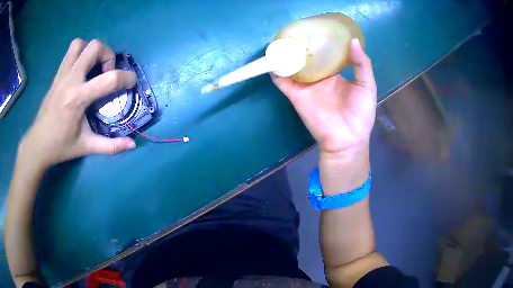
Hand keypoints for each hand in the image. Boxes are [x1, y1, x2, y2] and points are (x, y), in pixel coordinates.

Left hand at [19, 39, 136, 169]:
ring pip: (80, 44)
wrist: (37, 144)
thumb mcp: (86, 147)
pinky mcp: (57, 75)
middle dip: (107, 55)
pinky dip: (80, 54)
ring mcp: (62, 75)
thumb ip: (110, 146)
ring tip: (93, 67)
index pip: (109, 79)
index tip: (131, 83)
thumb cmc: (61, 146)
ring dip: (91, 50)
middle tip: (107, 73)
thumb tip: (132, 145)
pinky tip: (81, 72)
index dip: (126, 78)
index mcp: (78, 98)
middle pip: (94, 47)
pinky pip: (70, 53)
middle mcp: (70, 80)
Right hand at [272, 38, 376, 192]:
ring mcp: (306, 86)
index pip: (324, 55)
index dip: (319, 43)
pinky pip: (283, 82)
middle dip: (300, 47)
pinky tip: (272, 59)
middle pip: (306, 59)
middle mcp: (318, 78)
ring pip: (292, 67)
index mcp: (334, 74)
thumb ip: (362, 64)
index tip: (315, 29)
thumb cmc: (361, 113)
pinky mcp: (296, 95)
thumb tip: (354, 40)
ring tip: (281, 40)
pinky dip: (275, 71)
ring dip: (285, 55)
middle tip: (295, 32)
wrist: (347, 139)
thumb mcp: (367, 85)